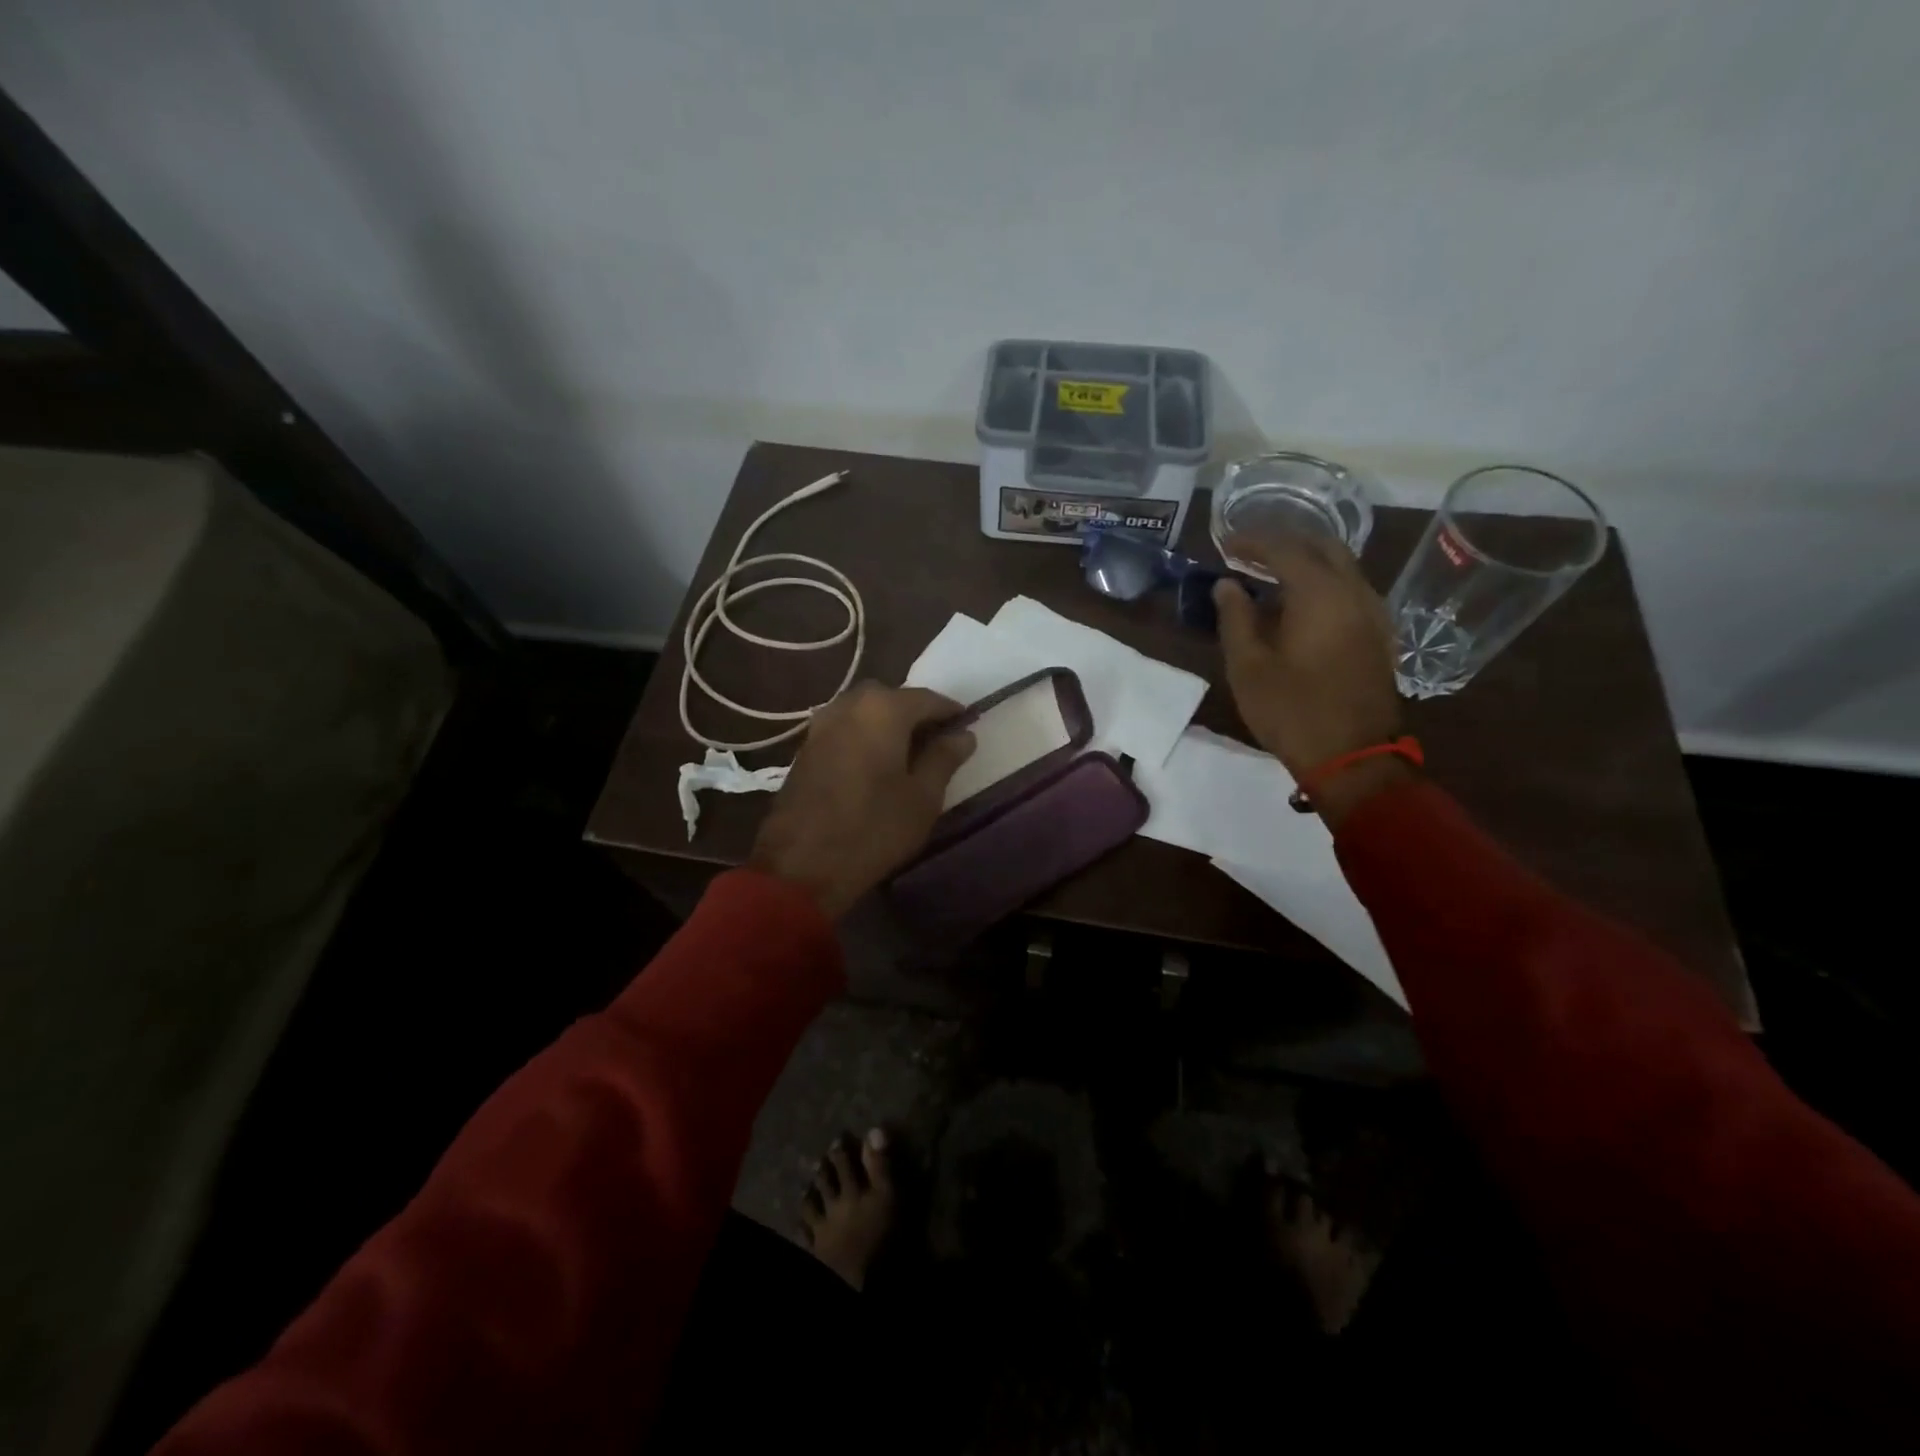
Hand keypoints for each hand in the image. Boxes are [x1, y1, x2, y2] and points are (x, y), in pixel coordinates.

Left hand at [748, 683, 975, 918]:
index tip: (968, 727)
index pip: (928, 698)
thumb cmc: (873, 829)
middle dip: (916, 715)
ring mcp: (821, 724)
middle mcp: (849, 704)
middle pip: (892, 698)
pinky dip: (865, 736)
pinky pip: (845, 728)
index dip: (951, 712)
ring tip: (908, 756)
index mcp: (883, 709)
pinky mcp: (805, 747)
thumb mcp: (923, 797)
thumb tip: (964, 735)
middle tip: (937, 743)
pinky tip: (876, 764)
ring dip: (888, 725)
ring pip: (865, 712)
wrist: (800, 865)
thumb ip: (944, 758)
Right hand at [1213, 532, 1404, 801]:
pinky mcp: (1378, 635)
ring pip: (1341, 567)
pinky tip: (1299, 605)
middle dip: (1284, 542)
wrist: (1353, 757)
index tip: (1225, 544)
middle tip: (1249, 553)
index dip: (1252, 542)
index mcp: (1320, 594)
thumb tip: (1227, 586)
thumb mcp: (1248, 667)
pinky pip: (1349, 591)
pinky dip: (1322, 584)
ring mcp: (1373, 613)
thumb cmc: (1292, 711)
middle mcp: (1354, 592)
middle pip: (1322, 547)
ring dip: (1305, 562)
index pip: (1284, 548)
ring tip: (1269, 576)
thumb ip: (1235, 618)